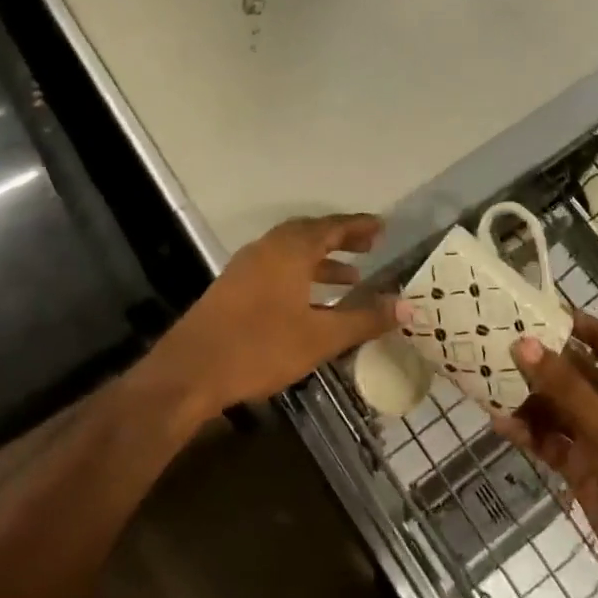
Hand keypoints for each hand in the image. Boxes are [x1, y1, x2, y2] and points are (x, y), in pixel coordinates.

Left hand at [144, 214, 395, 419]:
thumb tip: (407, 307)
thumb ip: (364, 319)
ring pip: (292, 252)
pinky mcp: (234, 287)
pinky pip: (277, 268)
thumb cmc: (260, 347)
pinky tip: (312, 303)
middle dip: (341, 239)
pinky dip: (301, 274)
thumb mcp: (321, 337)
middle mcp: (268, 248)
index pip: (332, 227)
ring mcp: (247, 267)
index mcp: (290, 250)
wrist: (190, 371)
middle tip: (369, 246)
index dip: (358, 226)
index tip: (382, 227)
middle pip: (310, 234)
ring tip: (351, 278)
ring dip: (322, 260)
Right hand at [493, 312, 597, 597]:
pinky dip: (527, 433)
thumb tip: (525, 343)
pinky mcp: (579, 468)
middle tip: (499, 343)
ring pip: (555, 407)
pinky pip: (548, 441)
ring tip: (490, 383)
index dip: (579, 323)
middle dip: (541, 360)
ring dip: (528, 397)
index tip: (539, 310)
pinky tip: (501, 425)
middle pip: (572, 373)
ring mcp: (594, 440)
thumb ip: (565, 388)